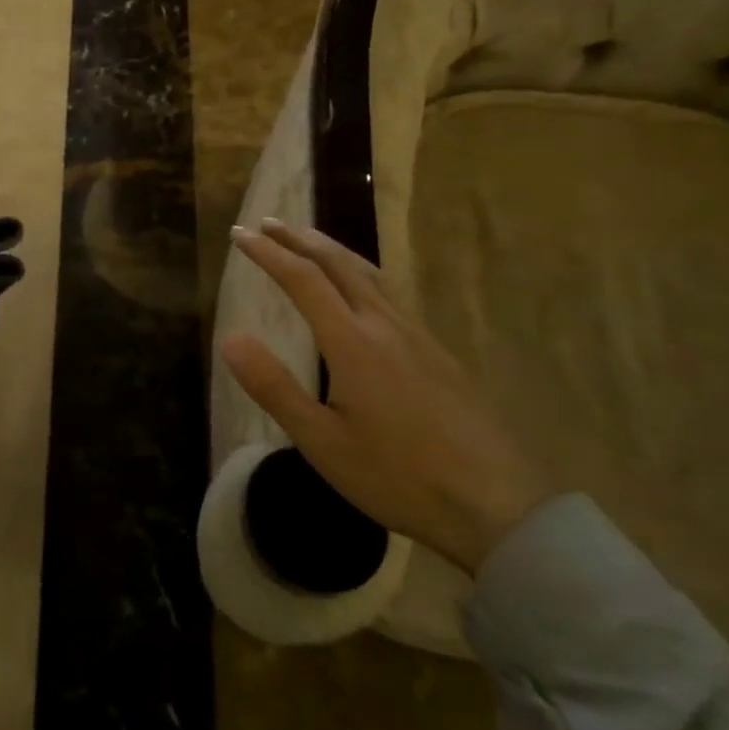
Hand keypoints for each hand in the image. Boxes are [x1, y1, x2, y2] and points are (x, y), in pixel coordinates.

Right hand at [221, 219, 552, 572]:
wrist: (498, 506)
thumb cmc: (398, 477)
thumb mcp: (322, 441)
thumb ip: (274, 387)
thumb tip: (230, 339)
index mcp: (353, 342)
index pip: (302, 280)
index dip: (267, 253)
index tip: (239, 234)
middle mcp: (385, 326)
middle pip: (339, 265)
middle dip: (299, 239)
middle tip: (268, 222)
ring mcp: (417, 337)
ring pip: (369, 274)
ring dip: (332, 250)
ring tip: (309, 239)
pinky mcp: (438, 353)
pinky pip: (390, 293)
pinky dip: (360, 273)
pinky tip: (361, 290)